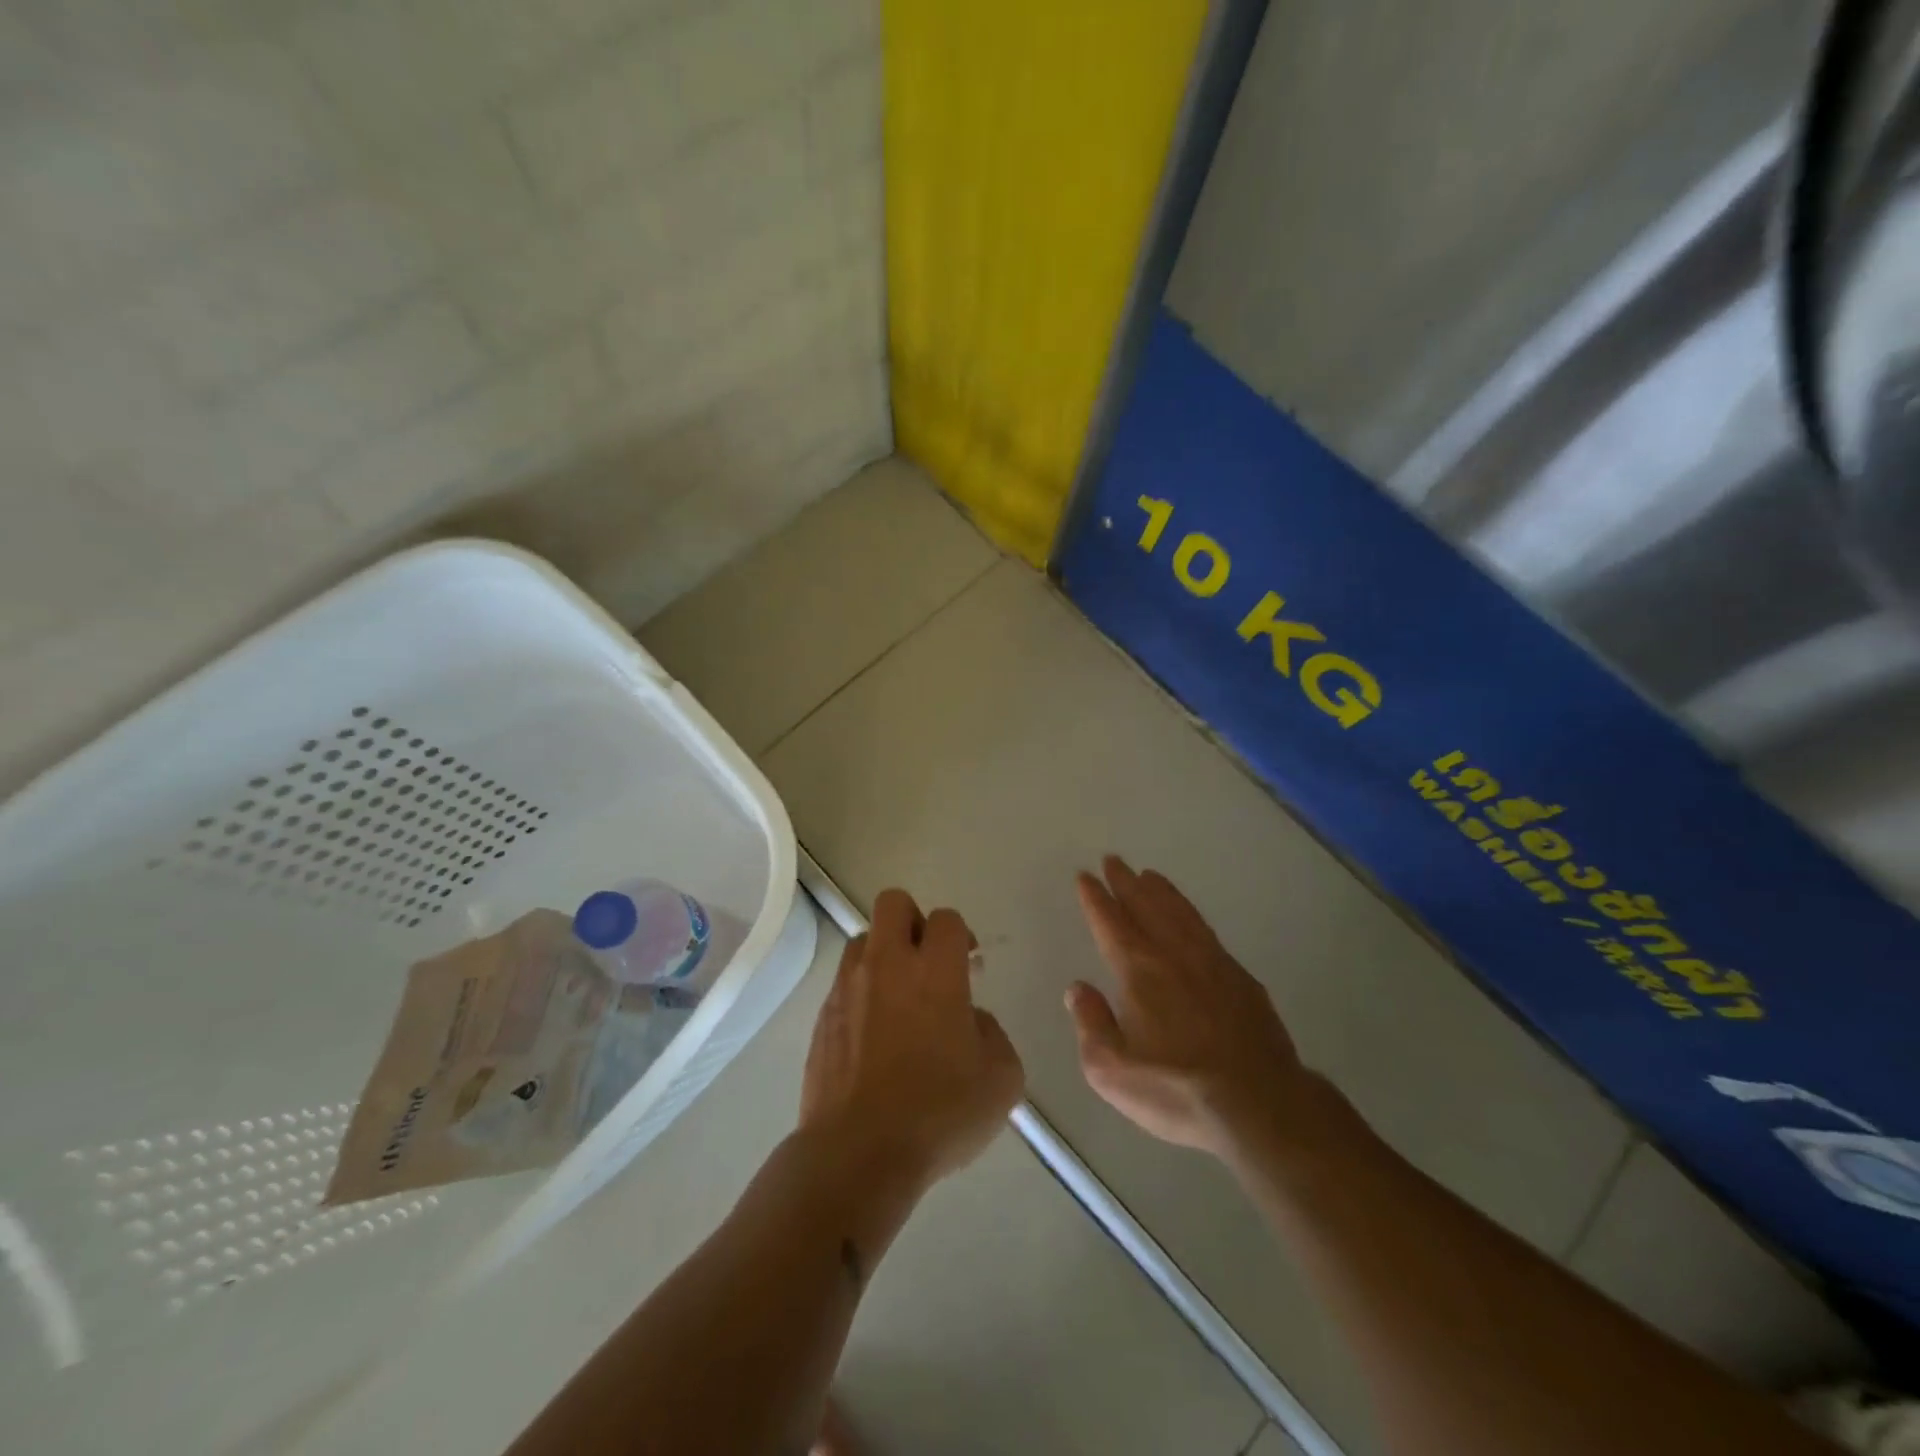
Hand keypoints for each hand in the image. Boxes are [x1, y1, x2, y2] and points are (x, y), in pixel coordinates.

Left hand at [801, 889, 1024, 1191]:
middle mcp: (888, 965)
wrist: (858, 1152)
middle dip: (913, 920)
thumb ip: (993, 1034)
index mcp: (935, 971)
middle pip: (894, 903)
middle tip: (928, 962)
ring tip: (898, 999)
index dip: (961, 935)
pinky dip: (861, 994)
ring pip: (863, 939)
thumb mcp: (1001, 1079)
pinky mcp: (822, 1017)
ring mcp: (848, 988)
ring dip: (883, 955)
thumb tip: (971, 1021)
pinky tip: (873, 1036)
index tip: (968, 965)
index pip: (947, 919)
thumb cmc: (939, 1113)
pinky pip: (843, 984)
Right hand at [1068, 856, 1315, 1157]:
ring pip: (1180, 913)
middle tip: (1114, 861)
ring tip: (1148, 875)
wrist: (1260, 1105)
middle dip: (1126, 882)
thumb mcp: (1112, 1071)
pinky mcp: (1241, 979)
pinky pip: (1207, 931)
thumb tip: (1078, 989)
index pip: (1110, 923)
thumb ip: (1090, 1024)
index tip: (1085, 876)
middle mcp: (1173, 955)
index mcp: (1138, 972)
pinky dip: (1191, 914)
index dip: (1096, 898)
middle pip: (1146, 906)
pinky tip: (1189, 918)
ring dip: (1161, 891)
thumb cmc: (1177, 1090)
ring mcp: (1212, 963)